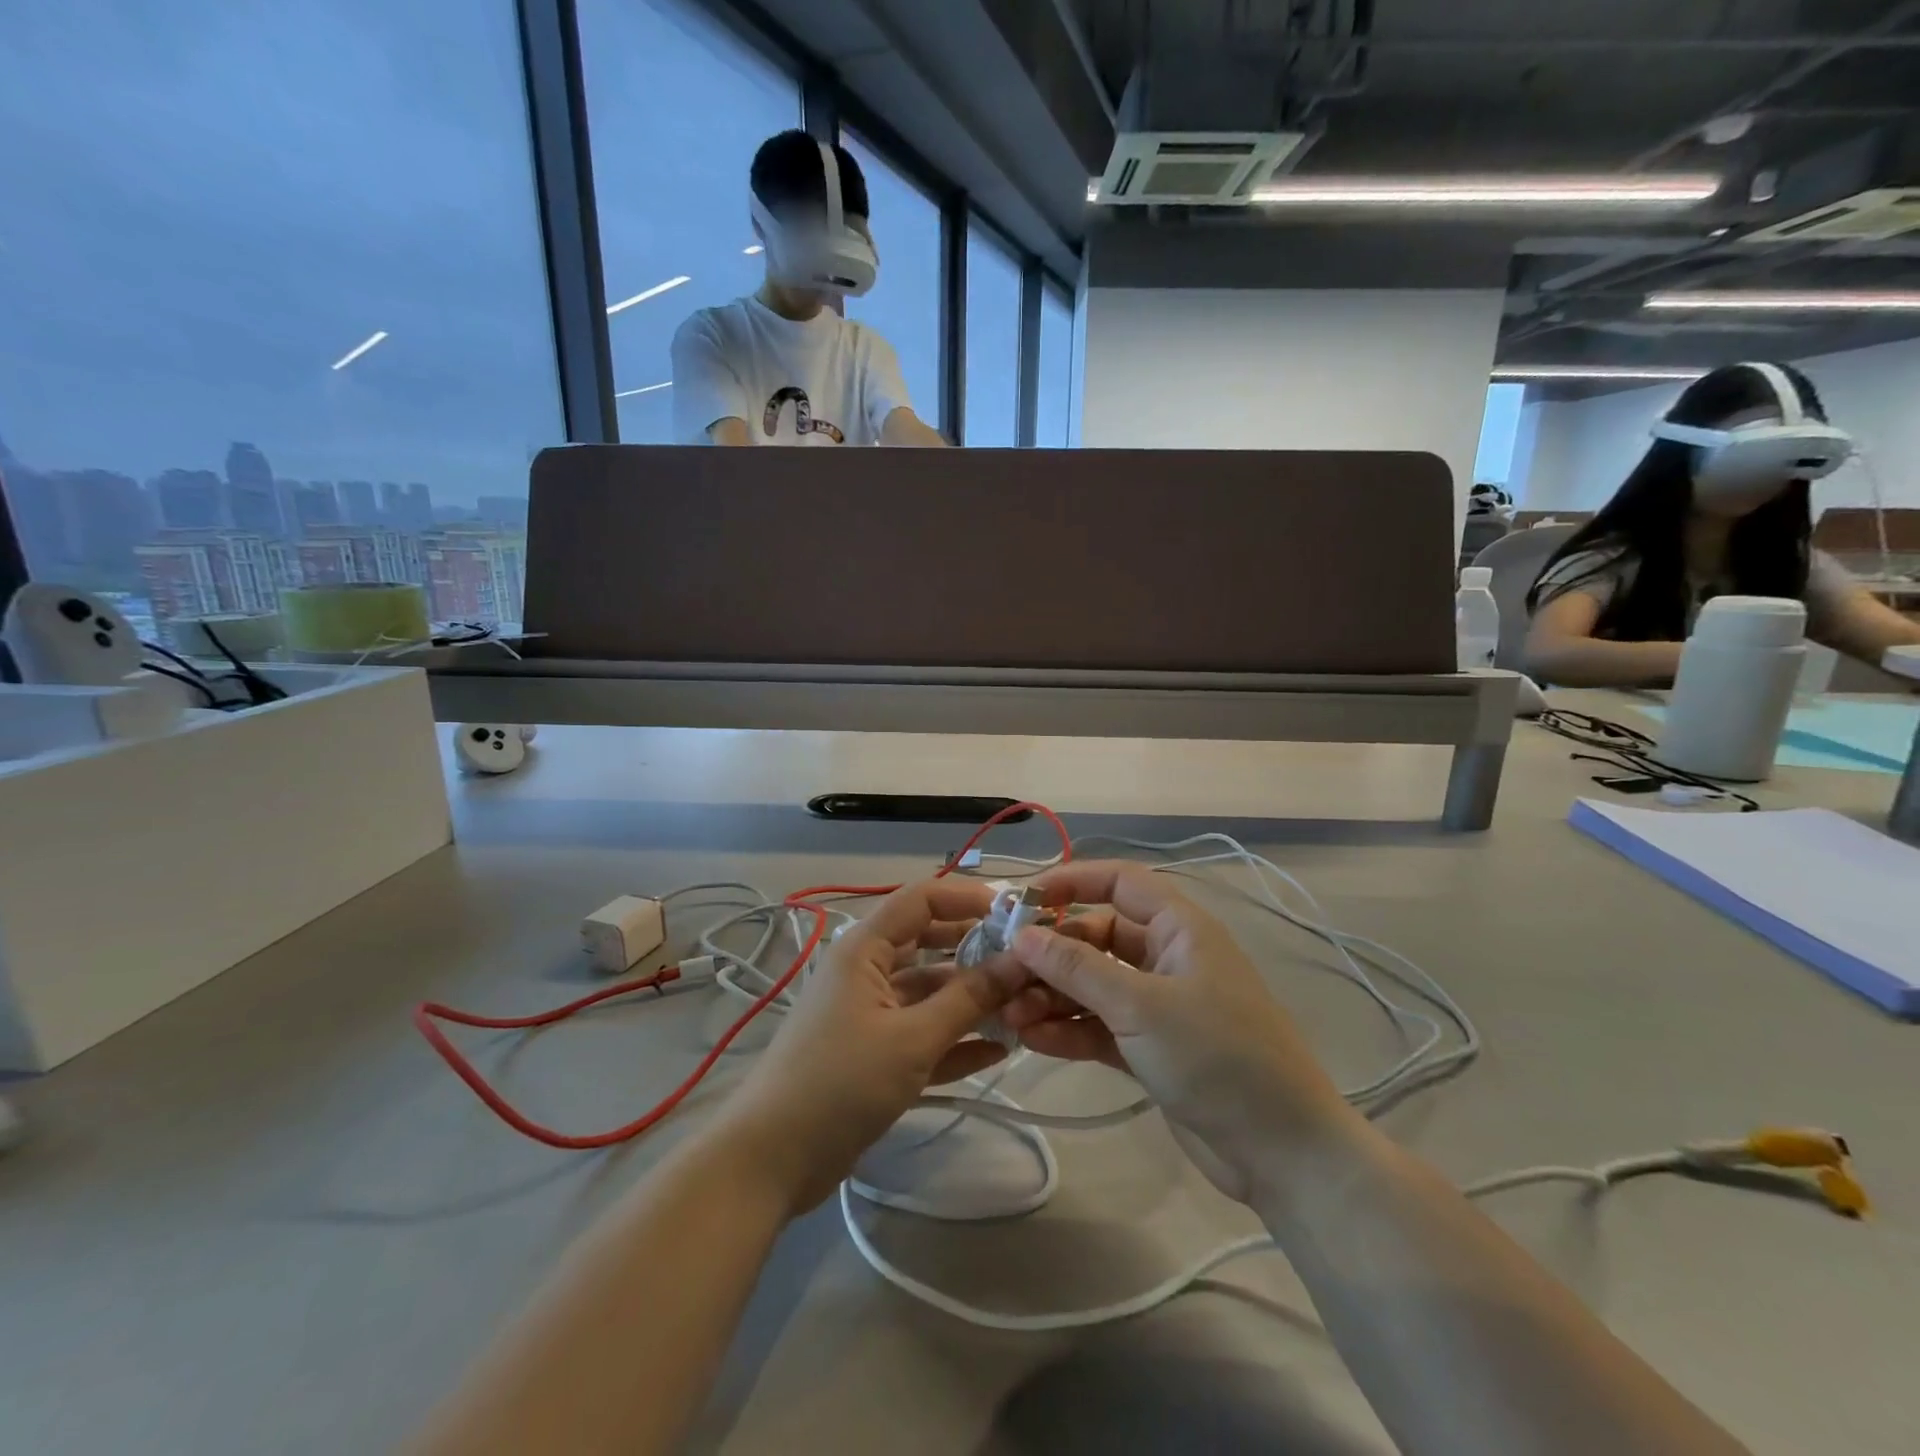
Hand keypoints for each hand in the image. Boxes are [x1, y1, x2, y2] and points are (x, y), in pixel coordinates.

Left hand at [719, 879, 1030, 1215]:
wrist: (771, 1160)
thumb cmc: (840, 1082)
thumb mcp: (912, 1038)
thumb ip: (969, 999)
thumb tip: (1022, 961)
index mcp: (865, 948)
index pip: (922, 899)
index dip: (968, 898)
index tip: (1017, 913)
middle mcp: (868, 970)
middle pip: (930, 944)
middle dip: (977, 951)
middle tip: (1029, 964)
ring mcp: (870, 1013)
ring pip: (930, 992)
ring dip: (971, 1000)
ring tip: (1024, 1008)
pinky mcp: (874, 1053)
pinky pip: (923, 1033)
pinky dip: (955, 1038)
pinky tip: (998, 1049)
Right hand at [999, 862, 1353, 1201]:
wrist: (1283, 1152)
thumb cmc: (1217, 1056)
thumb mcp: (1141, 1006)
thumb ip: (1077, 968)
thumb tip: (1022, 934)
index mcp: (1179, 928)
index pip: (1120, 882)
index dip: (1072, 882)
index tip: (1023, 901)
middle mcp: (1167, 958)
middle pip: (1097, 937)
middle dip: (1052, 953)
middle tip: (1005, 971)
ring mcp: (1159, 1006)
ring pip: (1094, 984)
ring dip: (1053, 995)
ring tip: (1011, 1013)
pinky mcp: (1151, 1049)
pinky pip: (1099, 1025)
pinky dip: (1069, 1029)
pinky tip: (1032, 1040)